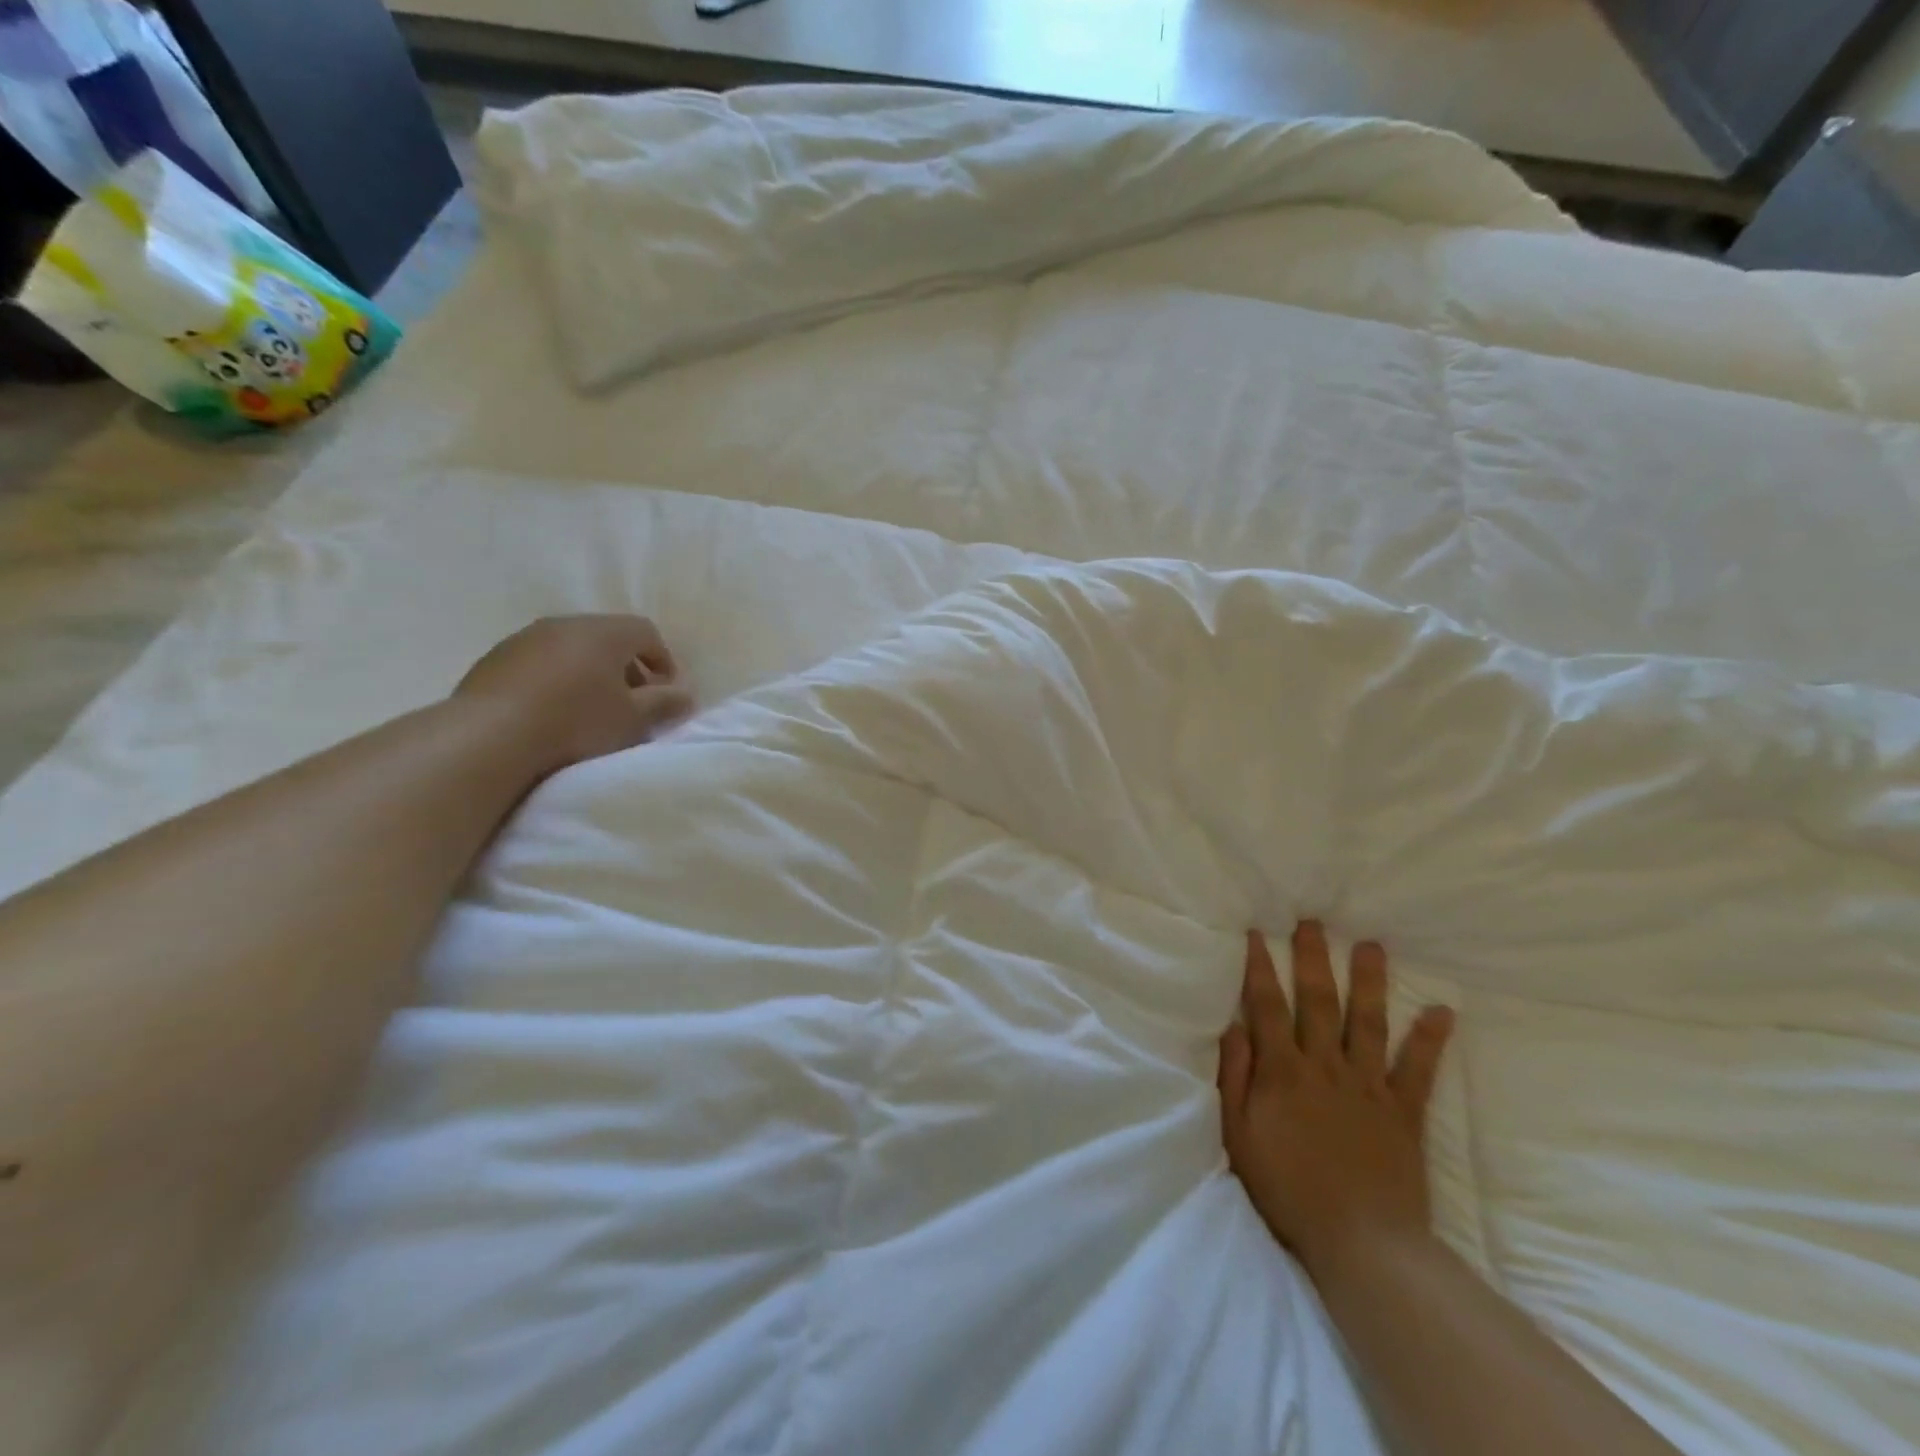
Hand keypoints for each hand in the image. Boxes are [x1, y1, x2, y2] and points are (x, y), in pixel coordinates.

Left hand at [455, 615, 694, 772]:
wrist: (489, 737)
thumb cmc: (576, 723)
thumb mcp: (633, 718)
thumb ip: (664, 703)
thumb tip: (685, 695)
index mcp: (603, 632)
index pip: (646, 631)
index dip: (663, 660)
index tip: (665, 693)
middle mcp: (564, 624)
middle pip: (608, 637)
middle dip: (626, 667)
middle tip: (632, 702)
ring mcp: (524, 638)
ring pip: (571, 649)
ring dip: (589, 673)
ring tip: (590, 709)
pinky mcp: (494, 660)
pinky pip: (539, 663)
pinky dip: (555, 681)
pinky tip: (551, 713)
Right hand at [1218, 922, 1454, 1277]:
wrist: (1362, 1245)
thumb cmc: (1288, 1189)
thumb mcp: (1239, 1135)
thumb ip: (1235, 1078)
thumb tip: (1233, 1026)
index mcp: (1283, 1072)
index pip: (1268, 1006)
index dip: (1261, 967)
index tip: (1257, 933)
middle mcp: (1326, 1066)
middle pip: (1319, 1001)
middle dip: (1314, 957)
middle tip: (1313, 921)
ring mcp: (1368, 1086)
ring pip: (1369, 1022)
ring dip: (1370, 981)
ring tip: (1372, 945)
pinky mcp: (1404, 1112)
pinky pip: (1419, 1070)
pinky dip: (1431, 1040)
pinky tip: (1442, 1011)